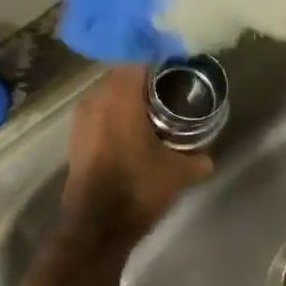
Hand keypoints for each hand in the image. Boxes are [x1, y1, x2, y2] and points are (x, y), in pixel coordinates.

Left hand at [62, 67, 211, 239]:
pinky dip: (119, 114)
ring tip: (157, 108)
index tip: (181, 65)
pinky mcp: (77, 137)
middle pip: (123, 74)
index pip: (139, 59)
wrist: (96, 227)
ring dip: (131, 97)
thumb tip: (207, 155)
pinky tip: (138, 129)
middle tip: (173, 87)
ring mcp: (82, 119)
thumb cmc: (138, 189)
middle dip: (147, 78)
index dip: (161, 59)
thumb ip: (199, 158)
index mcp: (121, 98)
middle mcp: (97, 99)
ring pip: (110, 93)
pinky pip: (102, 112)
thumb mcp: (180, 173)